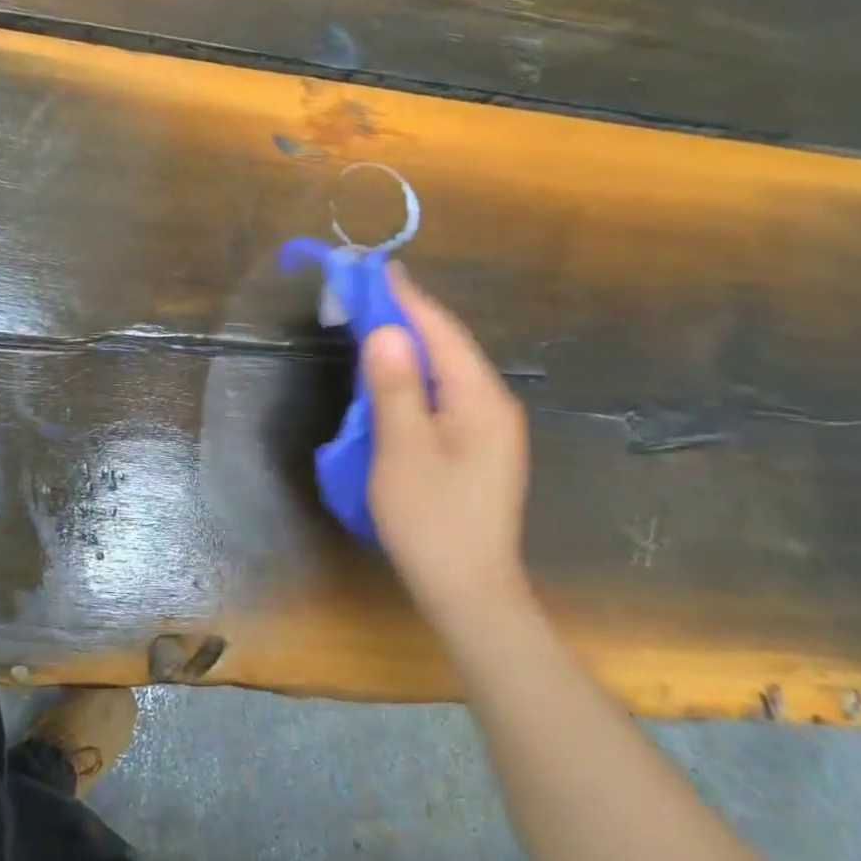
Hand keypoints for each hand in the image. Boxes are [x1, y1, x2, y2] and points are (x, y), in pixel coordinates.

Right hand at [364, 268, 532, 632]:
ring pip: (446, 372)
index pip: (441, 332)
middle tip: (367, 293)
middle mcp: (493, 406)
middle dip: (407, 317)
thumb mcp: (403, 450)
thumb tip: (385, 331)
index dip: (407, 299)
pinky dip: (416, 378)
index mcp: (480, 399)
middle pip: (447, 347)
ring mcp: (490, 430)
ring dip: (410, 347)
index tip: (377, 268)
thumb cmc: (432, 520)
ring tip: (375, 324)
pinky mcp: (478, 450)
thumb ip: (395, 387)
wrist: (470, 592)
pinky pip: (445, 396)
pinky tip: (394, 379)